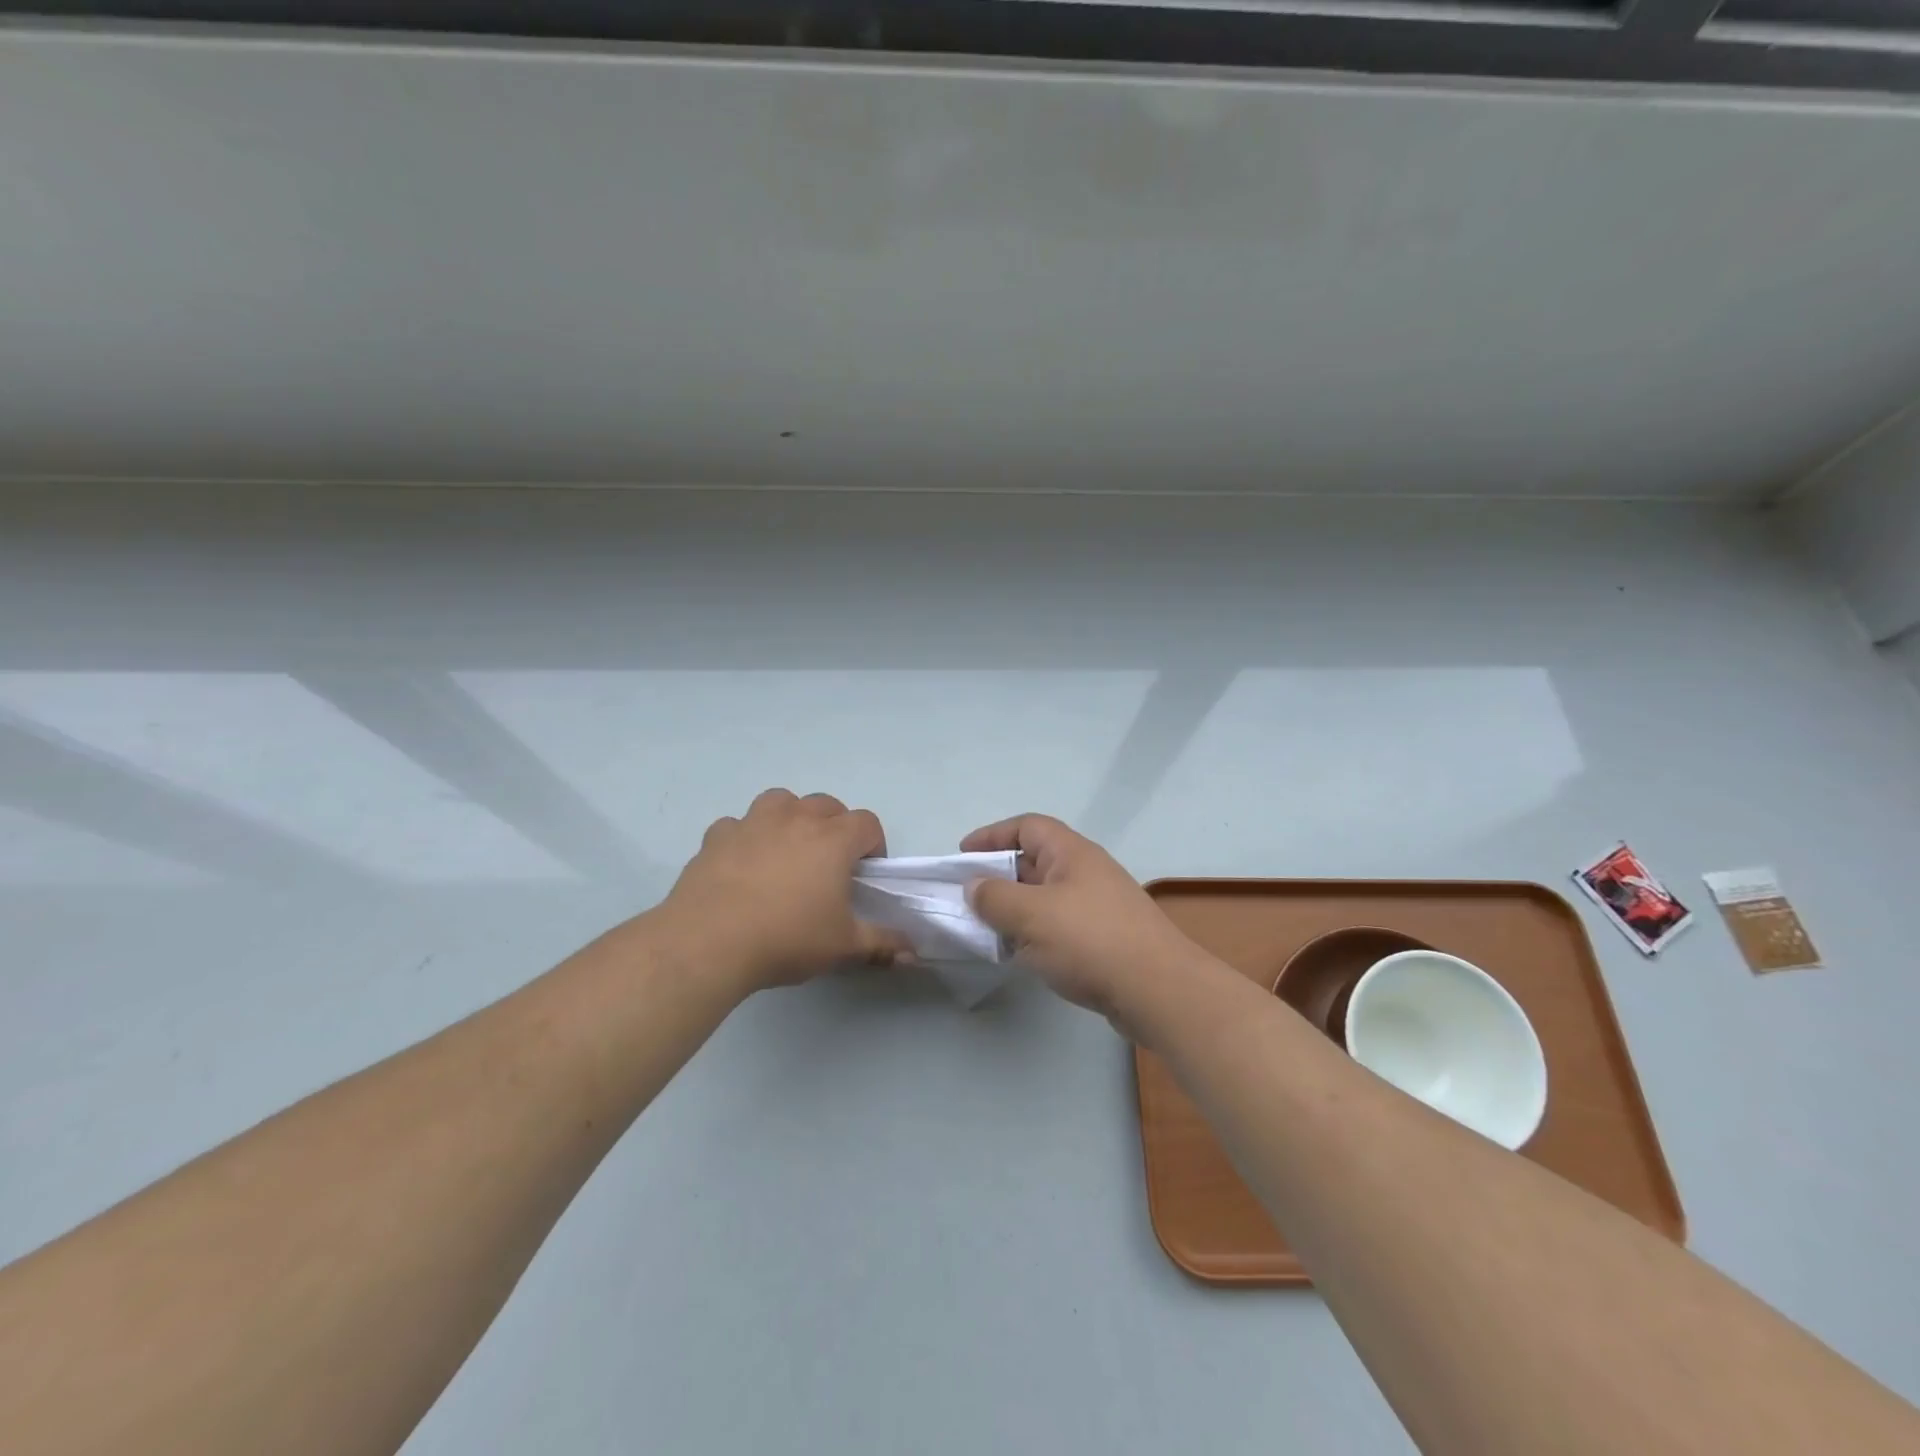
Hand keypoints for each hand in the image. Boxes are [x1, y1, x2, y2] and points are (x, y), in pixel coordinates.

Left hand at [659, 789, 912, 992]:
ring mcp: (753, 823)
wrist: (709, 942)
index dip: (873, 845)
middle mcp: (796, 819)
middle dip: (835, 827)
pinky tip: (742, 865)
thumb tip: (912, 952)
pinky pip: (738, 825)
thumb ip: (881, 944)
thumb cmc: (787, 938)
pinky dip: (746, 837)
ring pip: (781, 801)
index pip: (867, 823)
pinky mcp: (717, 836)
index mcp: (833, 839)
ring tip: (787, 851)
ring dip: (790, 818)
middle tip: (829, 864)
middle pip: (826, 805)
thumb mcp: (843, 947)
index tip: (866, 873)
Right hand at [960, 814, 1199, 1034]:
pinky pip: (1060, 924)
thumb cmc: (1090, 941)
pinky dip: (1036, 932)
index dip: (992, 835)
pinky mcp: (1105, 938)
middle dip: (1000, 876)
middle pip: (1035, 861)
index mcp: (1071, 853)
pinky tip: (1023, 955)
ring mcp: (1099, 905)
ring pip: (1046, 896)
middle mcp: (1086, 871)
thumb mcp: (1031, 915)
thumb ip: (994, 897)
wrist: (1158, 990)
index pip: (1027, 826)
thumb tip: (974, 887)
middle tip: (969, 897)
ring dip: (1016, 908)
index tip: (963, 855)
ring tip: (989, 929)